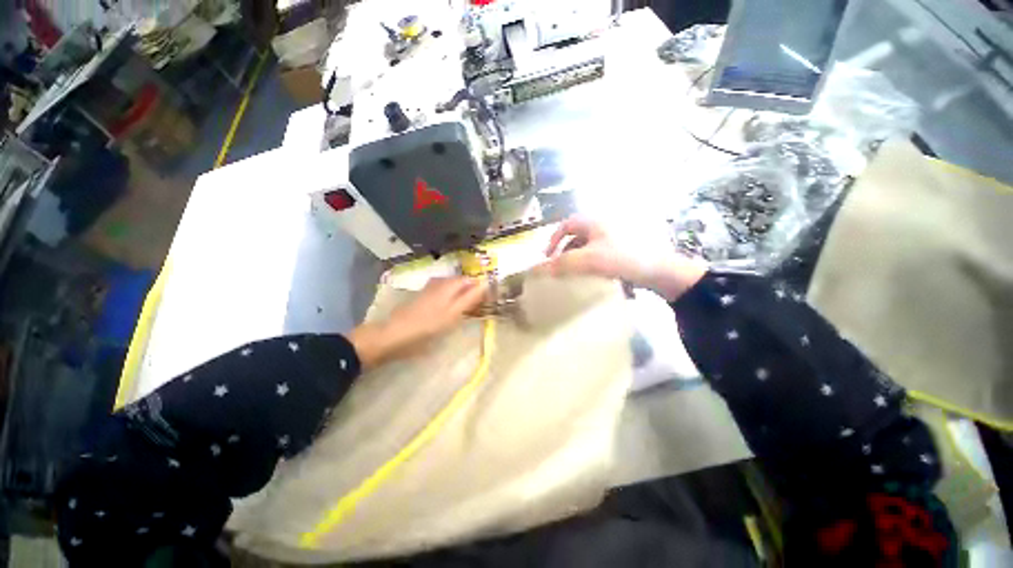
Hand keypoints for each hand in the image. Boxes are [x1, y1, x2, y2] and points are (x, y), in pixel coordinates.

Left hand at [348, 277, 488, 369]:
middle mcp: (439, 283)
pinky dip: (451, 298)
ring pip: (451, 287)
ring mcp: (429, 289)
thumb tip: (486, 283)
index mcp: (449, 285)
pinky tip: (450, 309)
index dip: (480, 288)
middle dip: (471, 291)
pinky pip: (443, 292)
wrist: (394, 334)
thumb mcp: (453, 314)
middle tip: (478, 307)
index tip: (487, 300)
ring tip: (467, 309)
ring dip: (461, 295)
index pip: (471, 280)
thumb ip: (470, 298)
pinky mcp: (423, 297)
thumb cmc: (427, 326)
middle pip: (461, 282)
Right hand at [540, 216, 707, 300]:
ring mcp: (615, 237)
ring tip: (574, 274)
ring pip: (589, 245)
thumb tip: (537, 269)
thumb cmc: (622, 259)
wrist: (660, 271)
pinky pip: (600, 253)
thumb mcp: (588, 261)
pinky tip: (592, 276)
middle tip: (559, 267)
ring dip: (578, 258)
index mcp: (594, 222)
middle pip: (576, 236)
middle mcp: (604, 225)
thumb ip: (561, 264)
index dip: (553, 240)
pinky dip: (591, 263)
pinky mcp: (624, 249)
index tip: (547, 257)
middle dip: (565, 251)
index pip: (566, 225)